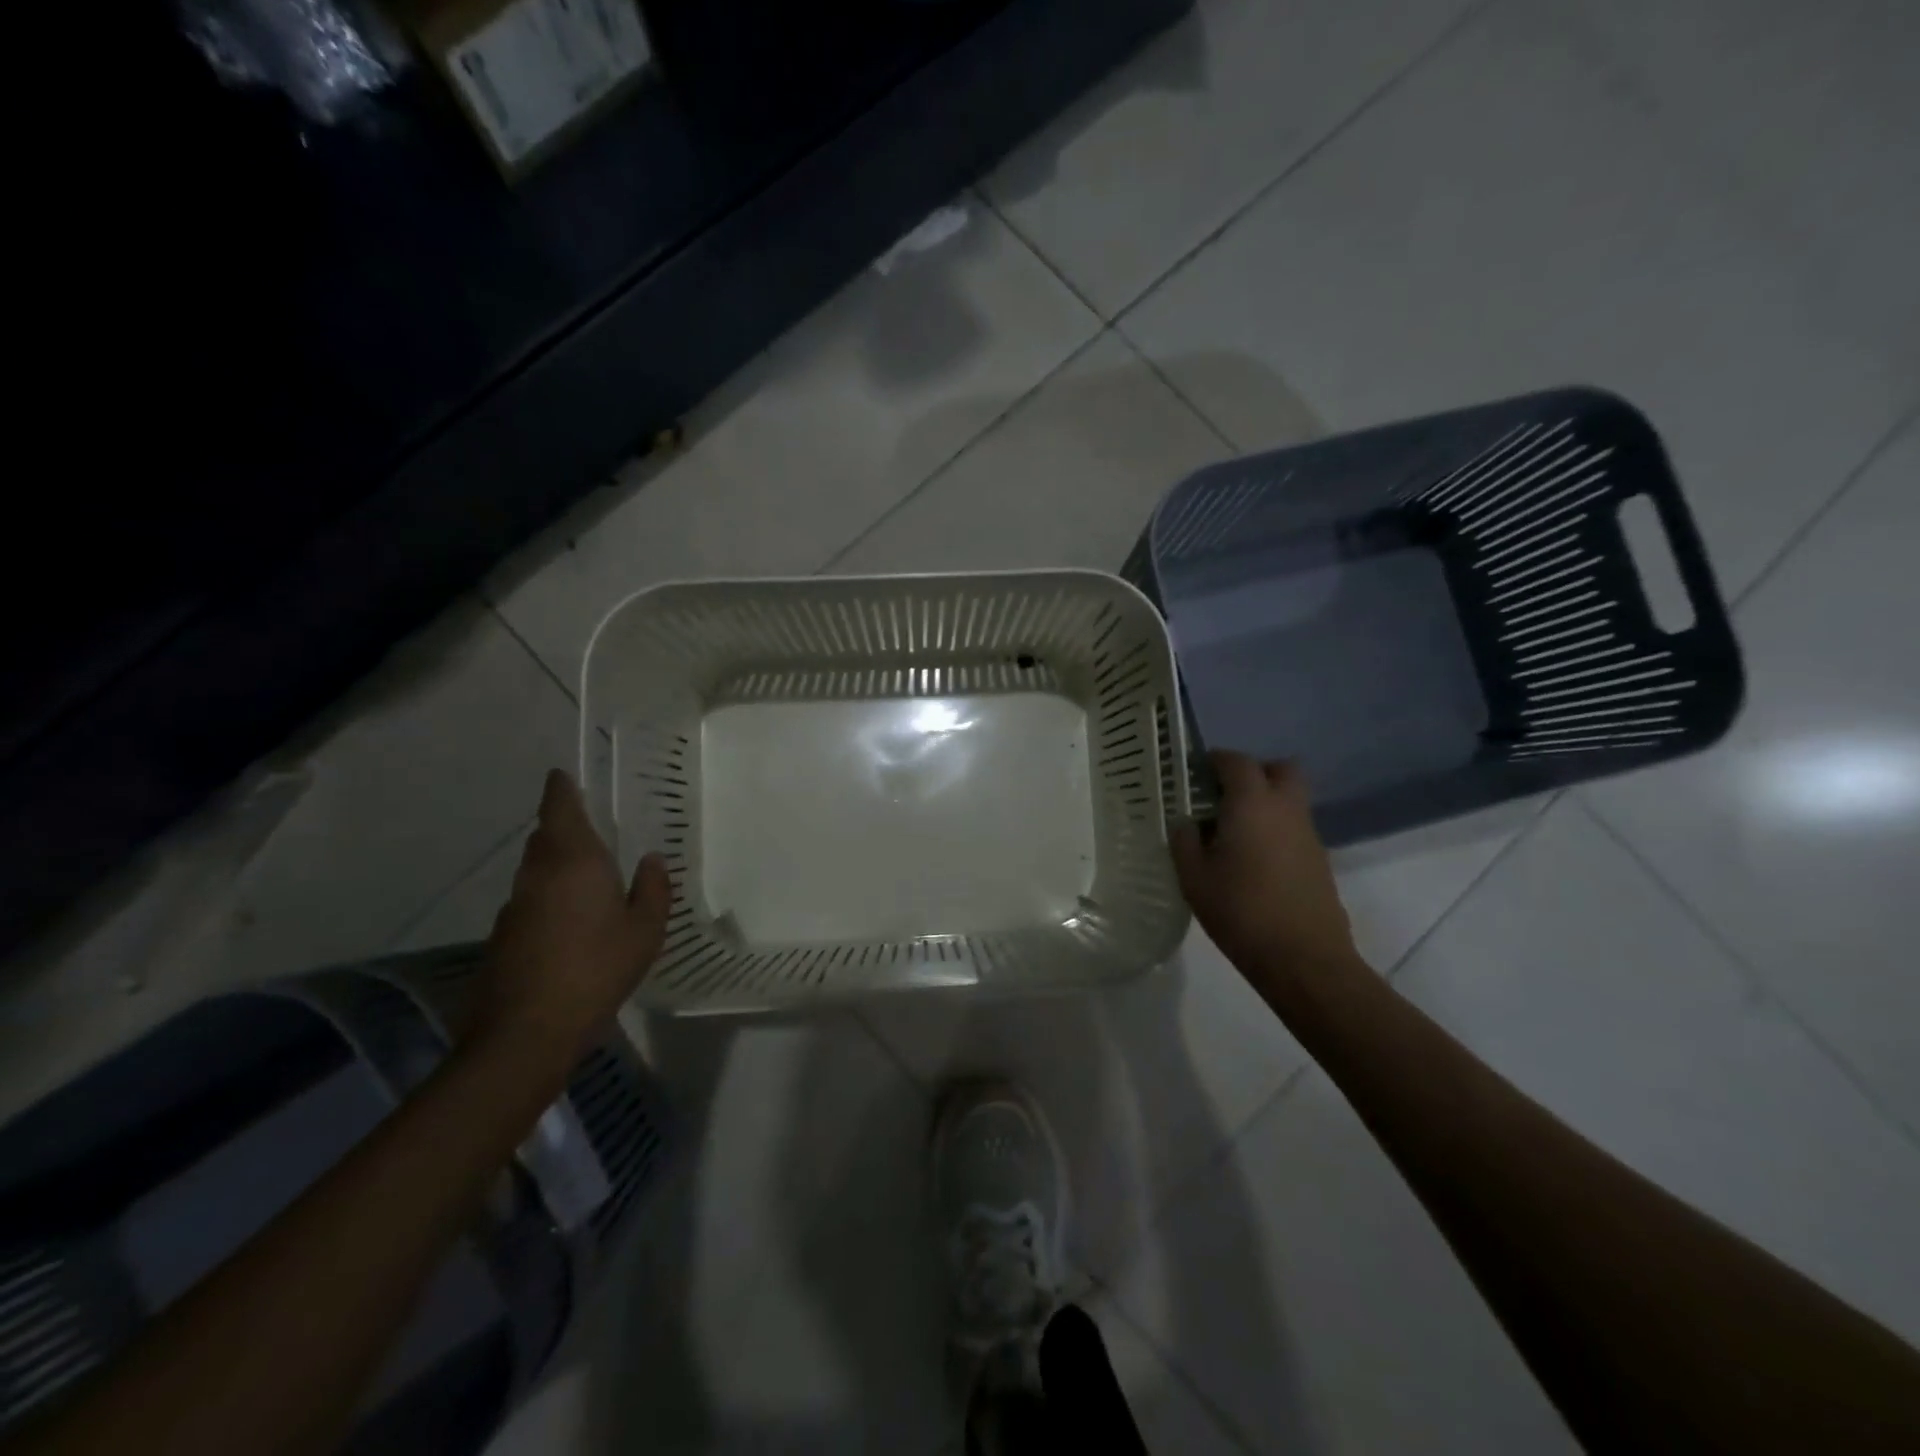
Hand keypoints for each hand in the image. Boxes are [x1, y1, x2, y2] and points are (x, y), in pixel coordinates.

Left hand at [472, 770, 671, 1064]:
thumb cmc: (597, 969)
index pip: (560, 810)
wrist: (526, 1032)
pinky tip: (568, 923)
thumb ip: (653, 889)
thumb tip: (651, 860)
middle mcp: (538, 875)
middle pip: (545, 838)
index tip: (561, 775)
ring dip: (555, 864)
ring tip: (584, 876)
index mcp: (575, 862)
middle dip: (562, 826)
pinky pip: (529, 902)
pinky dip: (547, 898)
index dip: (560, 790)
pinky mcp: (502, 938)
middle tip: (588, 827)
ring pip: (534, 871)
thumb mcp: (645, 930)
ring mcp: (514, 908)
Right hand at [1171, 752, 1359, 978]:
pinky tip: (1253, 861)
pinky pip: (1295, 828)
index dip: (1216, 760)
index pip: (1237, 762)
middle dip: (1253, 773)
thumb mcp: (1194, 877)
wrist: (1302, 958)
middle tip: (1224, 795)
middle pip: (1280, 769)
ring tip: (1232, 833)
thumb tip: (1186, 823)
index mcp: (1252, 804)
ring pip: (1290, 799)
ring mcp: (1308, 834)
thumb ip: (1185, 841)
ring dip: (1265, 803)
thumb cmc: (1240, 911)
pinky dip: (1275, 830)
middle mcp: (1286, 809)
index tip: (1195, 772)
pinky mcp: (1319, 860)